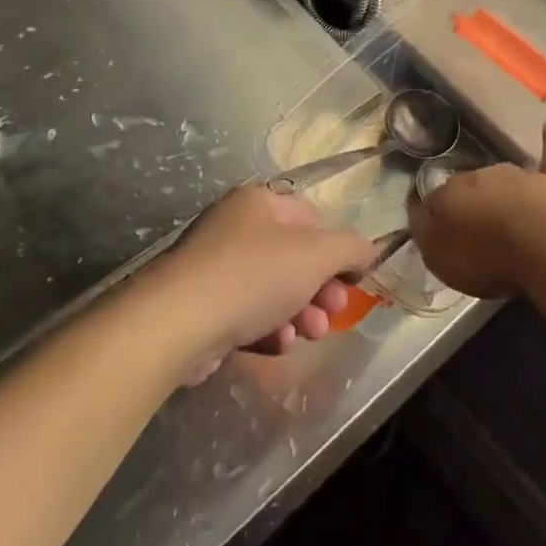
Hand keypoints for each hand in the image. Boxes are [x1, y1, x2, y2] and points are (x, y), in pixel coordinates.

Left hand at [152, 185, 379, 380]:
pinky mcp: (201, 306)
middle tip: (333, 313)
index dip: (337, 248)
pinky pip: (247, 314)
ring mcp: (215, 267)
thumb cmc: (253, 275)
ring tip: (306, 334)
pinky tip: (276, 344)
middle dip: (320, 289)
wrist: (177, 323)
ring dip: (299, 313)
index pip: (311, 217)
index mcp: (259, 202)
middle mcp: (235, 227)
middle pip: (294, 257)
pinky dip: (267, 329)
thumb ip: (350, 247)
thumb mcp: (316, 254)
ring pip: (273, 290)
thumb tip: (368, 248)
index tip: (353, 279)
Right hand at [410, 123, 545, 296]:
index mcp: (449, 195)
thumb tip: (421, 217)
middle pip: (468, 188)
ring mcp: (519, 176)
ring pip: (502, 178)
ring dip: (499, 189)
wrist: (541, 242)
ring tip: (500, 210)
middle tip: (473, 230)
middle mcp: (480, 178)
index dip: (434, 217)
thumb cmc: (485, 255)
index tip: (436, 231)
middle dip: (468, 204)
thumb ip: (426, 234)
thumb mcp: (438, 255)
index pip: (433, 202)